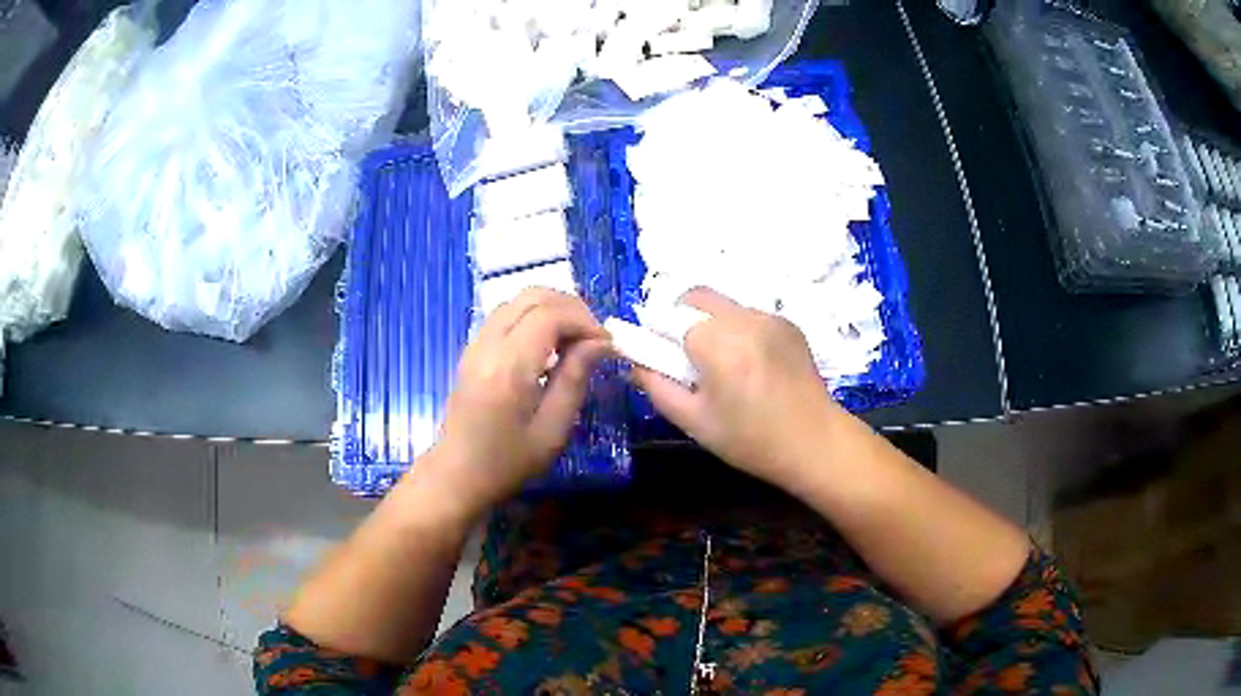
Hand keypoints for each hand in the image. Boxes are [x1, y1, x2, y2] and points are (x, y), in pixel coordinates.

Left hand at [424, 288, 609, 513]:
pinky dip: (534, 317)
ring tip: (575, 339)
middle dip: (571, 307)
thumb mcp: (552, 430)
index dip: (584, 320)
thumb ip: (574, 380)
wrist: (457, 475)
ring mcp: (476, 344)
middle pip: (532, 296)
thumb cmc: (507, 462)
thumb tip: (600, 342)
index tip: (607, 343)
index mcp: (508, 367)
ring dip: (552, 309)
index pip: (550, 315)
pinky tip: (549, 346)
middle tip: (593, 337)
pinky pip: (506, 314)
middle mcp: (488, 345)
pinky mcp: (473, 349)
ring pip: (518, 300)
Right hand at [630, 288, 844, 487]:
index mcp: (718, 344)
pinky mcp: (788, 323)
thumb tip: (634, 361)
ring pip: (723, 305)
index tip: (659, 356)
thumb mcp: (694, 421)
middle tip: (687, 358)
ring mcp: (770, 318)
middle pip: (697, 298)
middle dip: (681, 319)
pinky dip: (738, 330)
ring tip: (723, 365)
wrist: (815, 442)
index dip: (657, 333)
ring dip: (711, 323)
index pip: (669, 316)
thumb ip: (656, 385)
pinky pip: (749, 315)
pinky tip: (751, 364)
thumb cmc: (750, 440)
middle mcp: (744, 319)